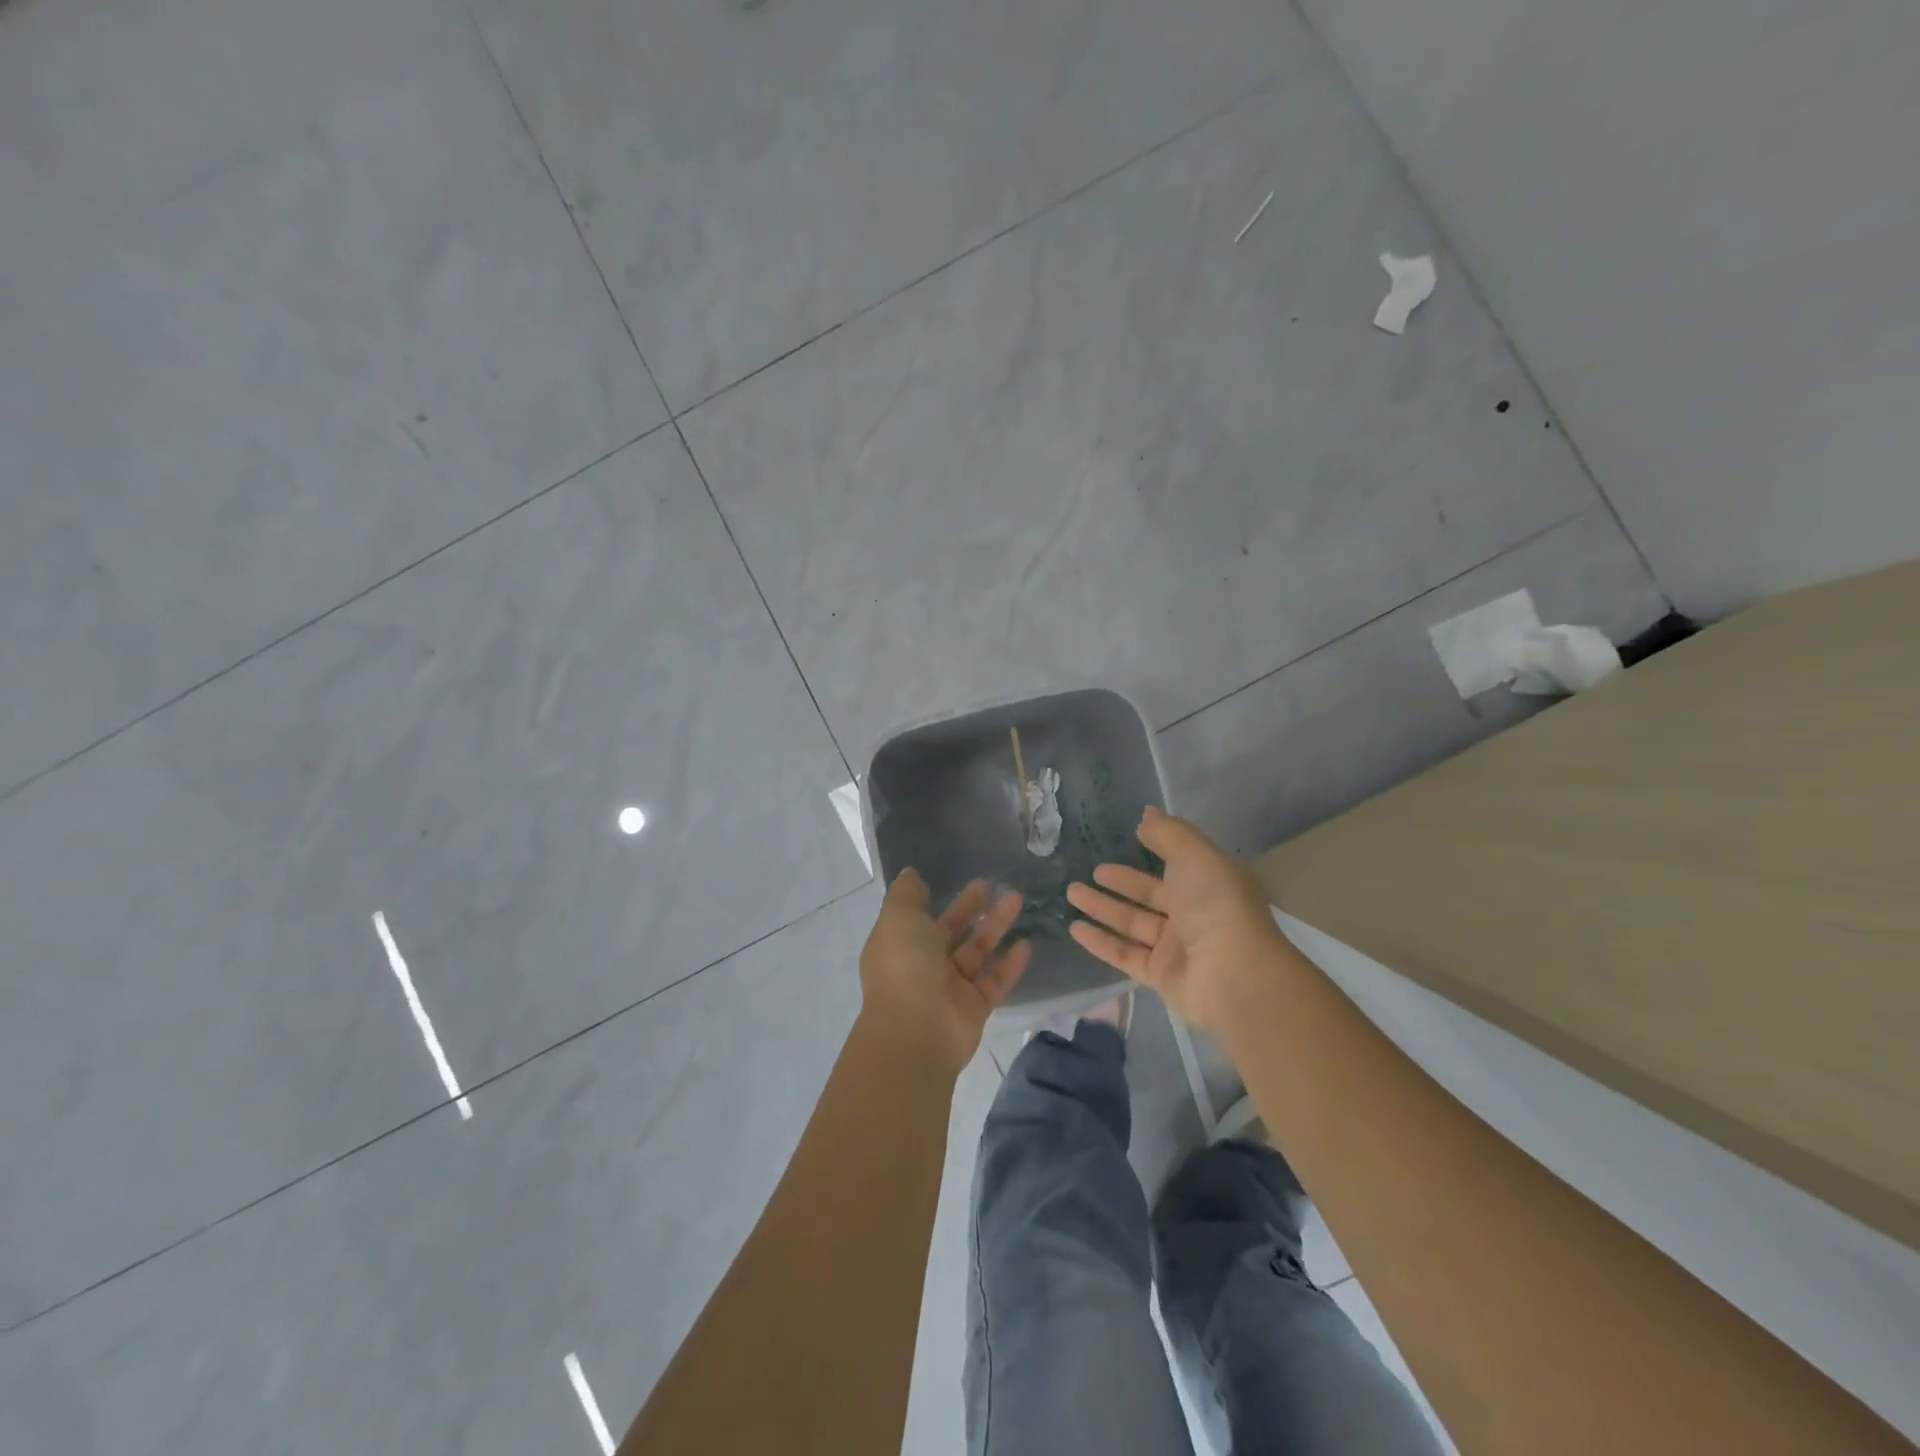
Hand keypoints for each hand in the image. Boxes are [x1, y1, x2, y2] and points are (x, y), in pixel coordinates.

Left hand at [859, 869, 1030, 1075]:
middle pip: (951, 931)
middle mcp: (923, 966)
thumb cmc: (904, 966)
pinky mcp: (974, 1008)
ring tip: (1017, 899)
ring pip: (977, 952)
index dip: (933, 900)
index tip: (950, 878)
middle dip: (971, 907)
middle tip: (993, 885)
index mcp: (900, 945)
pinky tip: (1027, 944)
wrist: (916, 1031)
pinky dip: (1010, 964)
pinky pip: (995, 981)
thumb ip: (905, 894)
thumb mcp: (898, 917)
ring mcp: (950, 989)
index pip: (917, 918)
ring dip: (996, 926)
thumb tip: (911, 876)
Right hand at [1067, 806, 1284, 1035]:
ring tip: (1071, 892)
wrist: (1234, 976)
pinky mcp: (1160, 976)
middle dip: (1122, 882)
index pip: (1178, 864)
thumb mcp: (1195, 856)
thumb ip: (1168, 834)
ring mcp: (1176, 948)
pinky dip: (1100, 942)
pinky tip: (1075, 928)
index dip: (1155, 848)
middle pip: (1150, 895)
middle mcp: (1193, 914)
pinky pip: (1124, 954)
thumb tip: (1147, 814)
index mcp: (1208, 884)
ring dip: (1102, 908)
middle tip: (1092, 870)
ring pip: (1132, 923)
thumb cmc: (1217, 906)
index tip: (1131, 835)